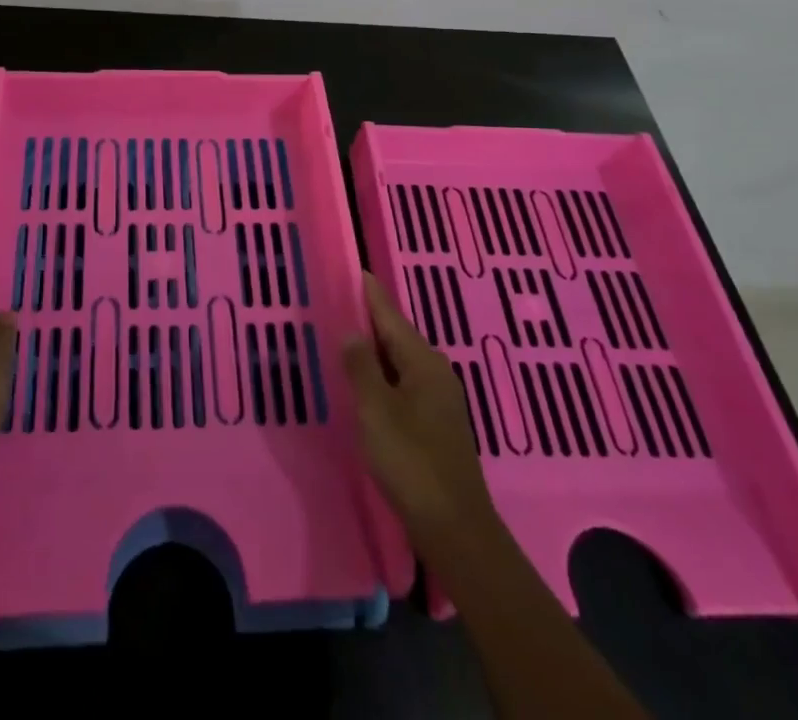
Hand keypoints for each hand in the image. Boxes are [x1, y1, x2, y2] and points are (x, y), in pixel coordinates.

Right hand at [342, 274, 499, 560]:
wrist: (455, 528)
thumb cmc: (411, 462)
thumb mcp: (376, 410)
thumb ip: (361, 367)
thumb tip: (352, 332)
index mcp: (423, 362)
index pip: (391, 316)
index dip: (371, 295)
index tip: (357, 270)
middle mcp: (436, 372)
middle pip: (398, 335)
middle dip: (371, 319)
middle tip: (342, 301)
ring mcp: (440, 399)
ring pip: (401, 361)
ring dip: (376, 348)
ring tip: (348, 336)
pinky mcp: (437, 423)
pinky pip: (404, 382)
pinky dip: (384, 373)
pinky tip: (368, 381)